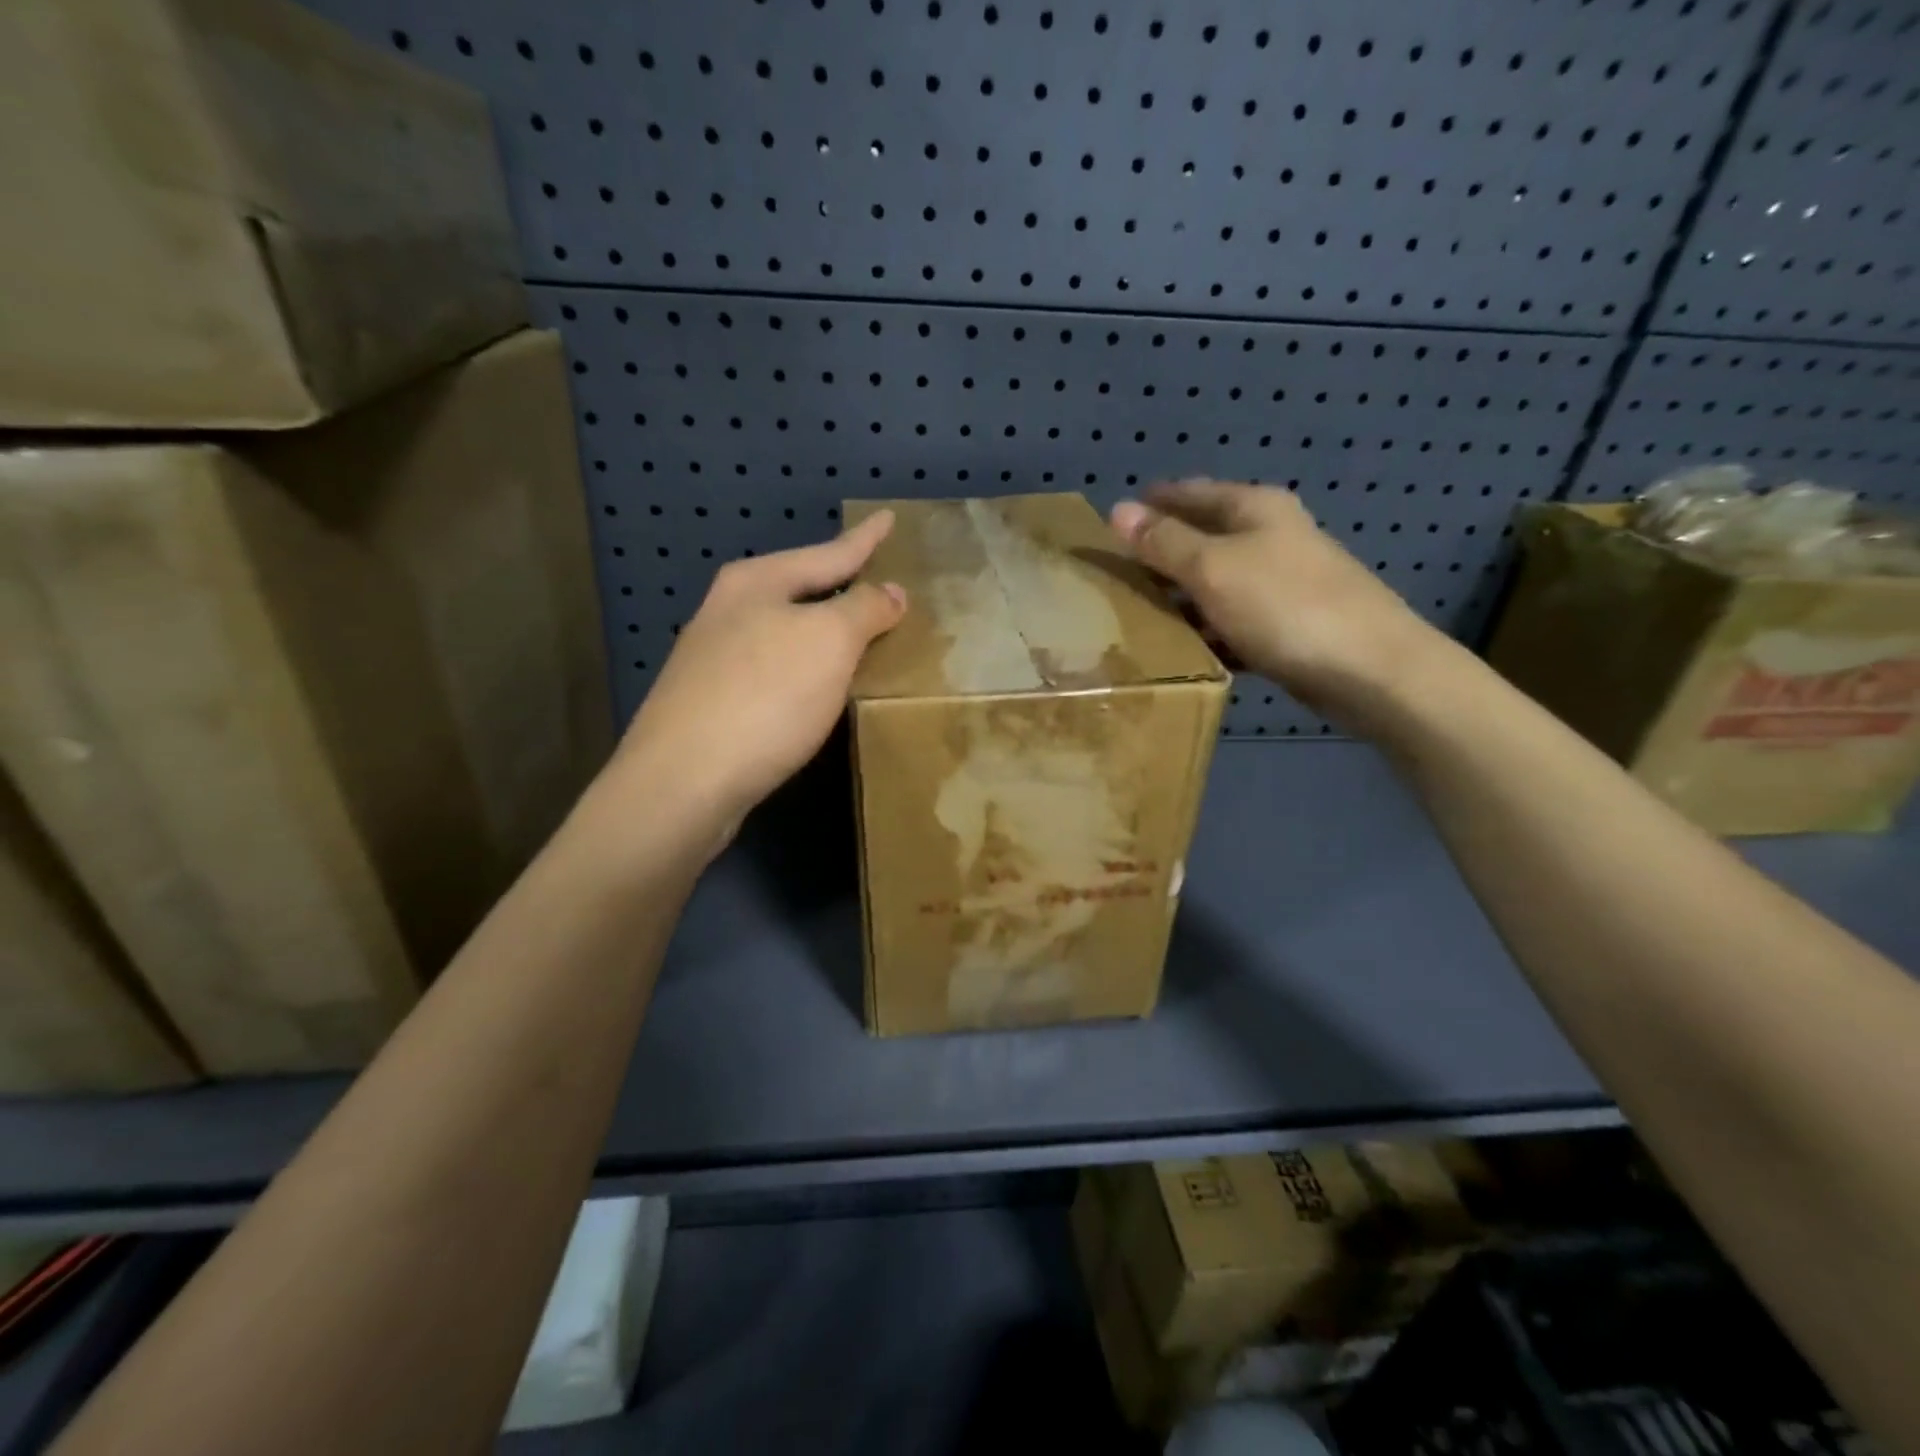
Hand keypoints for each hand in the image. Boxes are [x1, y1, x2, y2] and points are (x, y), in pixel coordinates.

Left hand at [609, 510, 906, 847]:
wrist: (683, 781)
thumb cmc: (764, 697)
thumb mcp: (828, 642)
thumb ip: (863, 610)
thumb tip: (889, 592)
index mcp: (756, 583)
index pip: (827, 553)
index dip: (864, 539)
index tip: (888, 517)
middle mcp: (728, 611)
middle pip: (799, 588)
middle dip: (839, 585)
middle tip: (879, 581)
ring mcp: (714, 658)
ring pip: (784, 631)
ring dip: (822, 630)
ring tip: (858, 633)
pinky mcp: (712, 703)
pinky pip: (774, 669)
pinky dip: (805, 668)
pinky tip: (817, 686)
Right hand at [1110, 480, 1445, 732]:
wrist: (1369, 669)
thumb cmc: (1284, 606)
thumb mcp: (1212, 568)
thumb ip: (1164, 542)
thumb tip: (1117, 509)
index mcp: (1254, 508)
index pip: (1190, 493)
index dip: (1151, 504)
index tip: (1110, 524)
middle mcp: (1271, 536)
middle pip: (1203, 537)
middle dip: (1161, 554)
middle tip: (1114, 575)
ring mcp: (1282, 581)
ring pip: (1216, 582)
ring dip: (1181, 596)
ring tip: (1136, 615)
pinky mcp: (1288, 624)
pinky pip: (1232, 619)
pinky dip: (1207, 629)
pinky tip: (1183, 648)